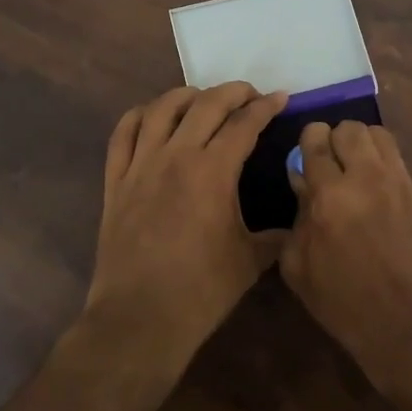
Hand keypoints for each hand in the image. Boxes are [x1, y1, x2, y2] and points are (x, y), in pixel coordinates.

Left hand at [83, 83, 287, 374]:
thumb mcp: (250, 261)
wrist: (140, 318)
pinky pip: (122, 134)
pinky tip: (151, 116)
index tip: (280, 98)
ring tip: (202, 99)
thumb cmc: (201, 291)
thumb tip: (295, 224)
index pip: (244, 123)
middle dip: (232, 92)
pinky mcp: (115, 181)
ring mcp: (140, 166)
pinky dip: (139, 116)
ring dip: (186, 96)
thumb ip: (275, 236)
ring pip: (160, 109)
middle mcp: (175, 156)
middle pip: (205, 104)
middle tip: (249, 95)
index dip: (265, 106)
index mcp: (213, 171)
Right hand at [280, 120, 411, 388]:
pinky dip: (382, 161)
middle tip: (330, 163)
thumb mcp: (300, 269)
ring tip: (355, 169)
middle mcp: (366, 179)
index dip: (308, 141)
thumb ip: (297, 219)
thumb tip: (302, 184)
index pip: (316, 140)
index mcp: (329, 197)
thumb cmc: (346, 306)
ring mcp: (398, 184)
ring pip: (378, 134)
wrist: (411, 327)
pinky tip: (376, 189)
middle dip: (334, 139)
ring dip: (361, 144)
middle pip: (350, 128)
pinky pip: (397, 159)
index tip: (305, 156)